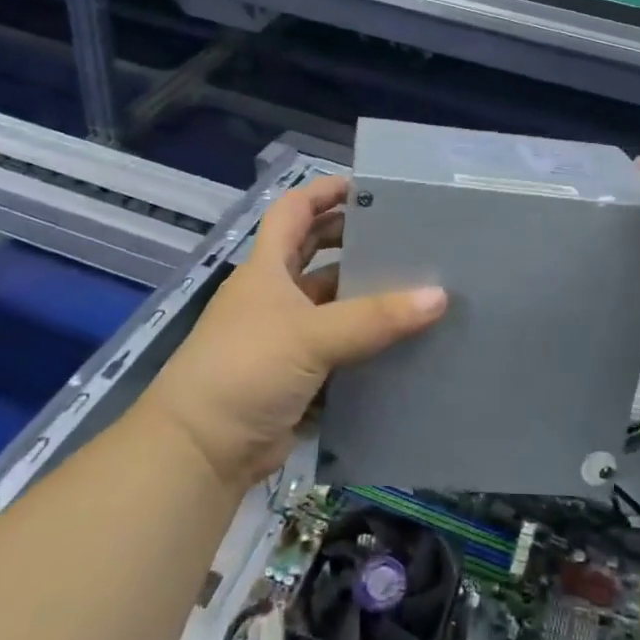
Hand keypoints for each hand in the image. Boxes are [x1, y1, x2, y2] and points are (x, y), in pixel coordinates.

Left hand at [147, 176, 446, 489]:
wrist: (201, 453)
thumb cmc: (246, 368)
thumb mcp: (311, 335)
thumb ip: (375, 317)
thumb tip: (438, 296)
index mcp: (266, 269)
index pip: (294, 211)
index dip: (325, 192)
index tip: (368, 187)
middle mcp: (273, 296)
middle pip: (315, 254)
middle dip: (353, 241)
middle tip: (403, 236)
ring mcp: (283, 337)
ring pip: (330, 305)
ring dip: (364, 297)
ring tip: (415, 287)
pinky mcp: (295, 376)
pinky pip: (337, 350)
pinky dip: (364, 345)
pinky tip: (402, 343)